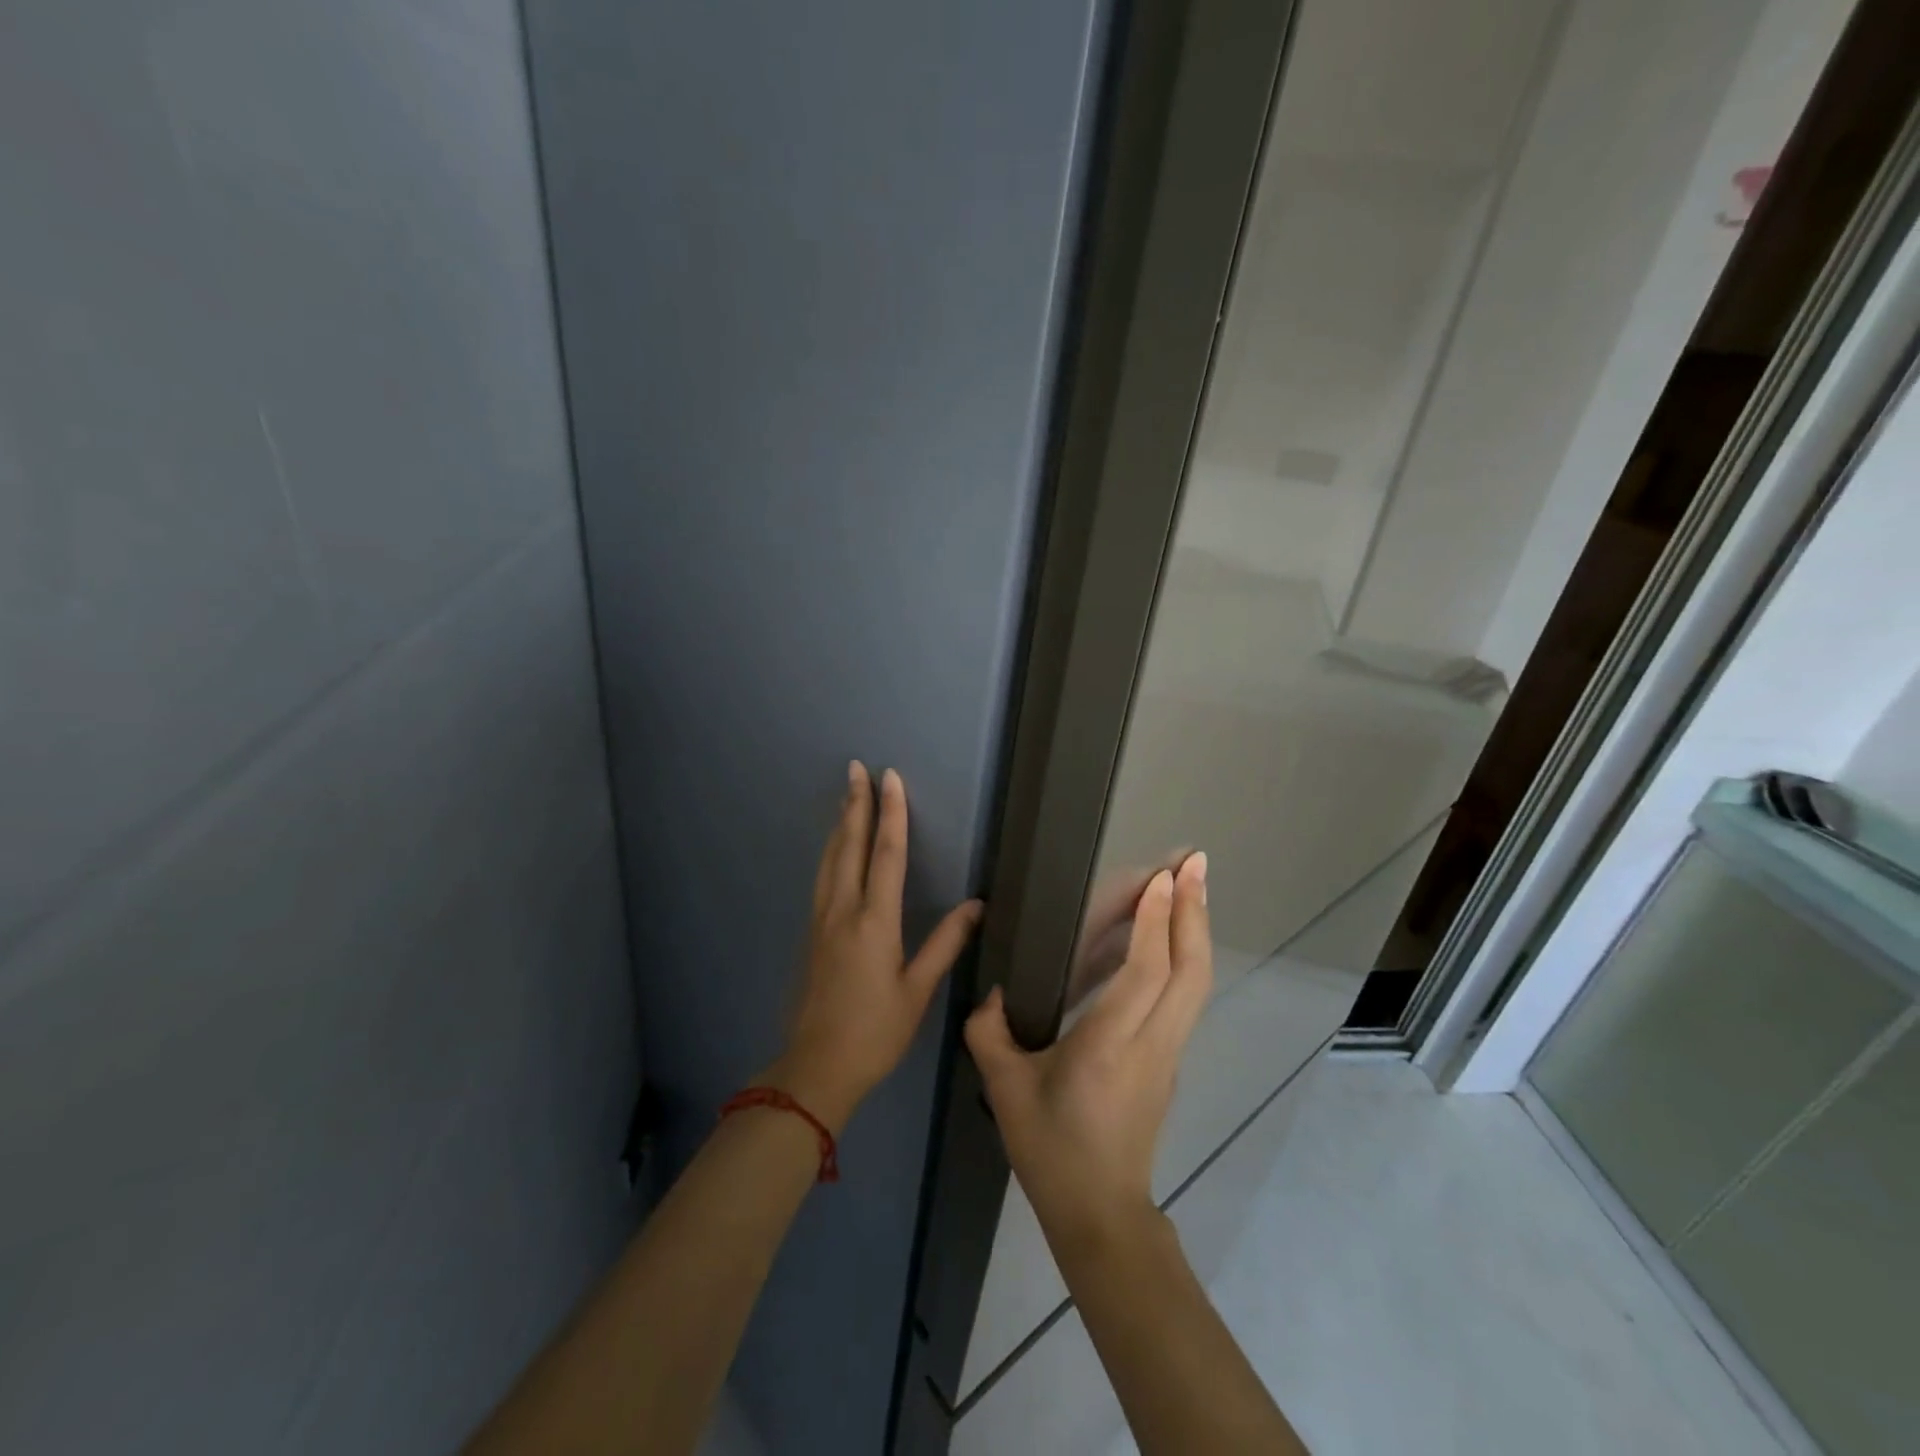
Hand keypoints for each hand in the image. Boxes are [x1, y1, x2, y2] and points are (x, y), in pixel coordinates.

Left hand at [767, 762, 983, 1133]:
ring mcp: (821, 921)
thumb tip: (976, 905)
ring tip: (844, 796)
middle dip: (855, 804)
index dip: (891, 814)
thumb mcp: (918, 991)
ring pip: (829, 859)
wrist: (816, 1067)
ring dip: (839, 824)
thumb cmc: (876, 1032)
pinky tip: (832, 849)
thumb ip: (945, 943)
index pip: (885, 854)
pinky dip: (830, 851)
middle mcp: (843, 911)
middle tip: (856, 768)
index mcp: (874, 922)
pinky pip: (822, 878)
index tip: (890, 778)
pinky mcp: (811, 933)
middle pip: (849, 846)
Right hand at [965, 853, 1211, 1239]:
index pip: (1145, 974)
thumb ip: (988, 1031)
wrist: (1100, 1215)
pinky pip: (1185, 998)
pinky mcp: (1170, 1062)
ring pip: (1195, 984)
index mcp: (1109, 1047)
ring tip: (1192, 887)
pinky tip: (1173, 938)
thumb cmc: (1050, 1150)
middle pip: (1189, 971)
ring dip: (1196, 930)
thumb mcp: (1004, 1089)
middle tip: (1195, 863)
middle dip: (1194, 912)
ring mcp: (1168, 1055)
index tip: (1162, 878)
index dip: (1156, 923)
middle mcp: (1151, 1044)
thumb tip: (995, 991)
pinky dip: (1186, 957)